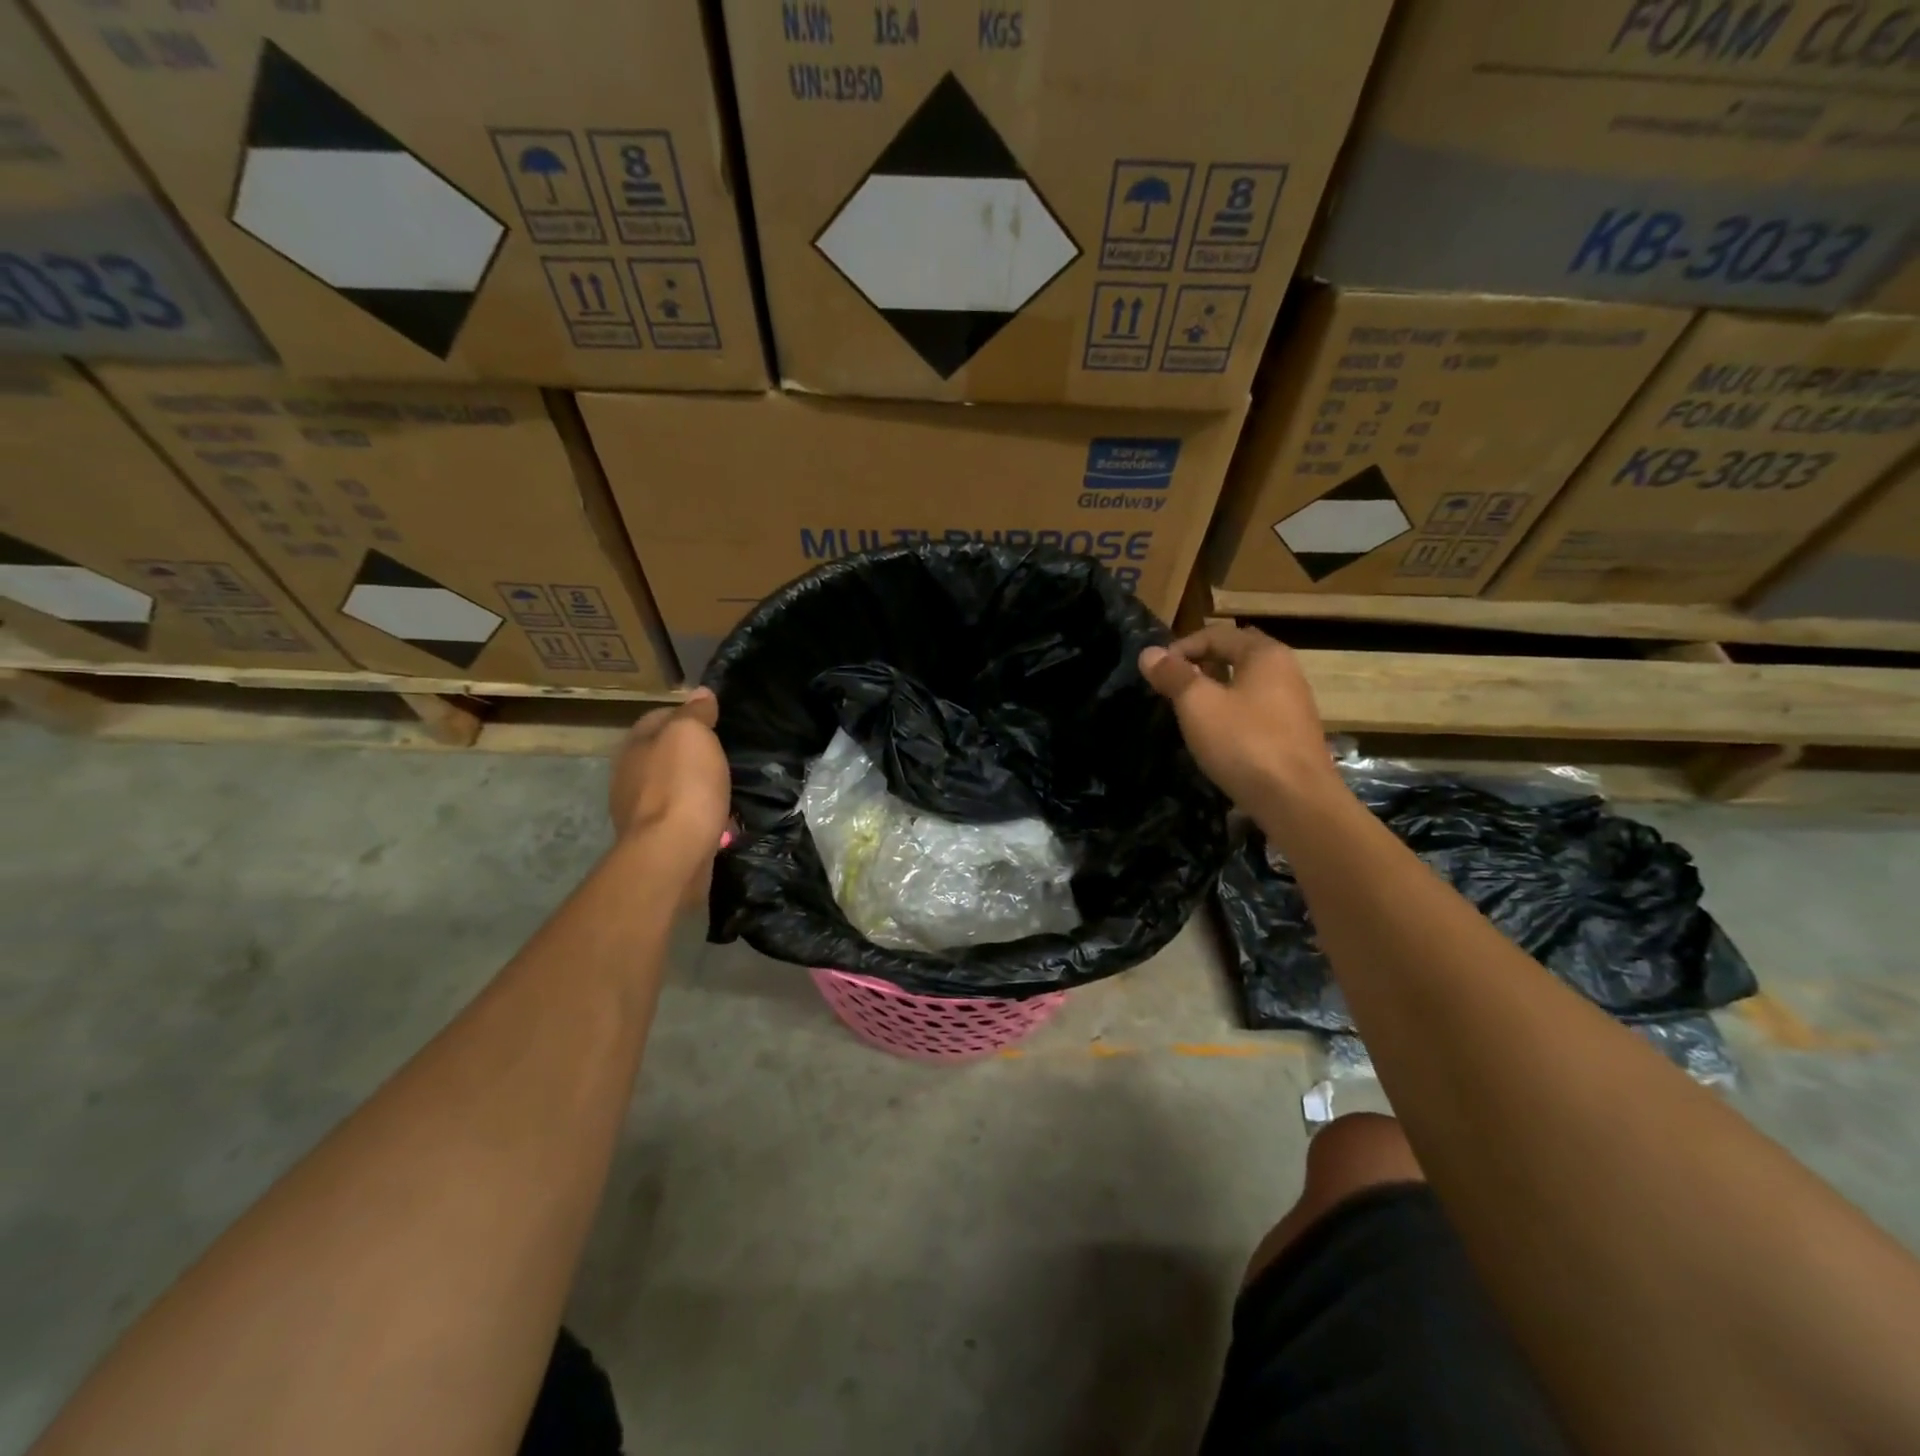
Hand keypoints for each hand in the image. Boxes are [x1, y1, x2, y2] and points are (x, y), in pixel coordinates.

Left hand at [608, 688, 730, 848]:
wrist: (672, 854)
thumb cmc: (682, 786)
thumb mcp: (692, 735)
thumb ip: (695, 713)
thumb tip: (700, 693)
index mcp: (634, 745)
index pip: (659, 716)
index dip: (688, 714)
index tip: (718, 720)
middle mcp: (629, 775)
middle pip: (665, 753)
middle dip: (693, 754)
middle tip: (728, 754)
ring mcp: (640, 811)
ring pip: (674, 787)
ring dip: (698, 786)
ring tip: (729, 787)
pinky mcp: (657, 840)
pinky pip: (683, 817)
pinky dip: (701, 814)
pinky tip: (722, 818)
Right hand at [1139, 625, 1342, 812]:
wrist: (1296, 801)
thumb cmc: (1244, 743)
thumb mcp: (1198, 705)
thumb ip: (1173, 675)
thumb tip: (1149, 653)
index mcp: (1265, 654)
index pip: (1216, 635)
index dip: (1181, 648)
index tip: (1155, 672)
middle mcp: (1285, 671)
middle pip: (1234, 656)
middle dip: (1199, 667)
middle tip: (1170, 689)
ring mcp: (1292, 704)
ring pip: (1244, 685)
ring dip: (1214, 692)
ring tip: (1187, 713)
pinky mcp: (1292, 735)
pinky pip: (1254, 711)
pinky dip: (1230, 714)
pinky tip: (1215, 737)